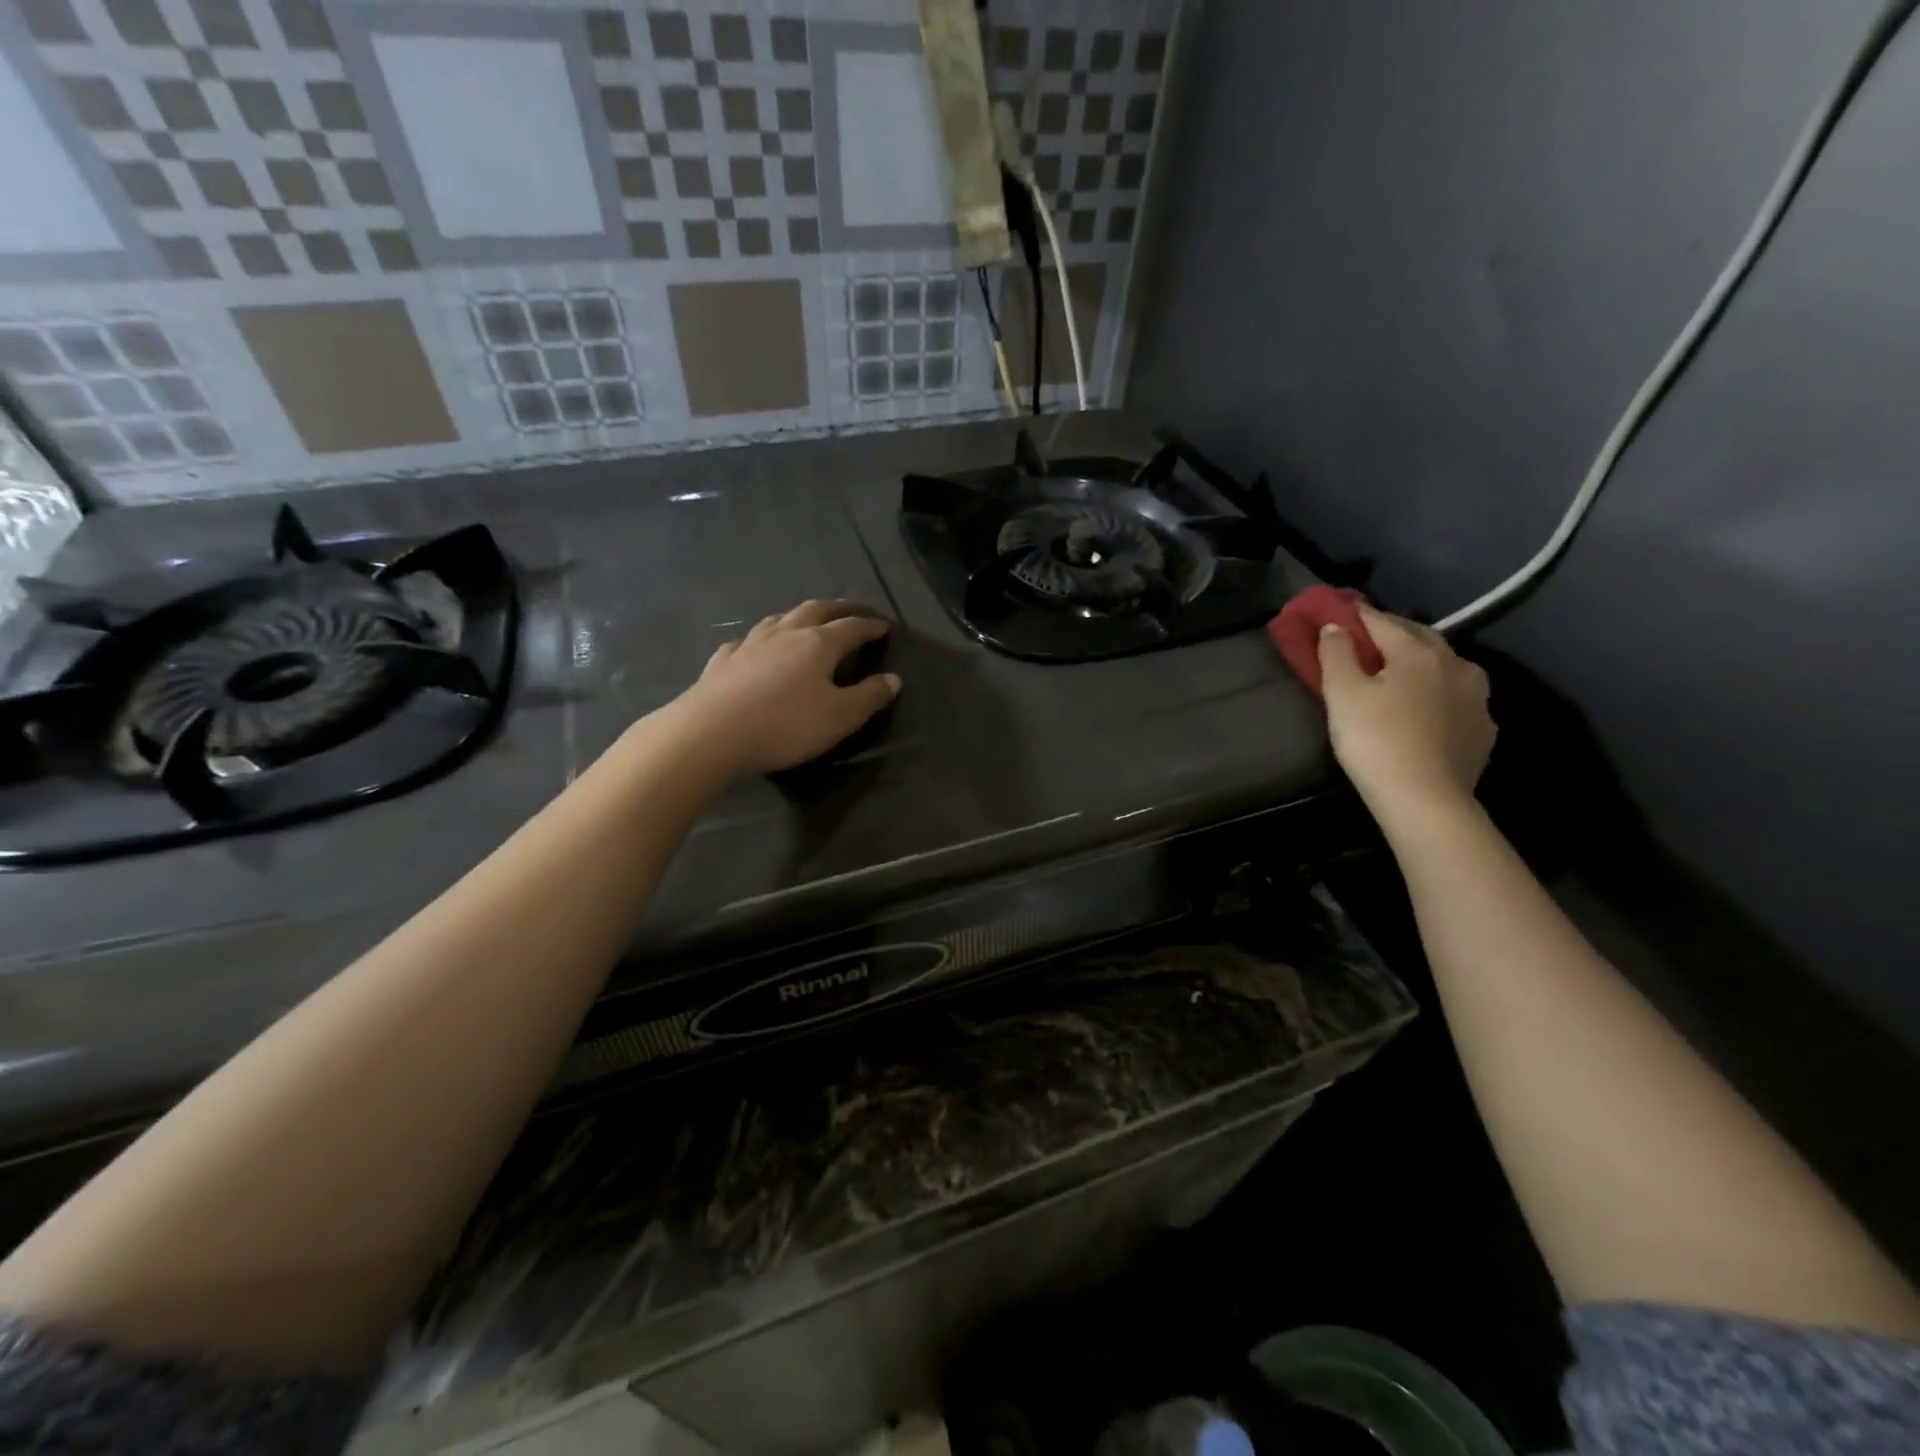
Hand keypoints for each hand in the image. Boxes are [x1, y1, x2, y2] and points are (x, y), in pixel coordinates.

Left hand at [665, 600, 901, 777]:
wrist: (710, 734)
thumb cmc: (785, 725)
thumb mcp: (840, 717)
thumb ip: (869, 697)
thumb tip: (894, 678)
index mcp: (818, 644)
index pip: (852, 627)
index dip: (871, 626)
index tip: (885, 627)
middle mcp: (785, 634)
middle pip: (815, 610)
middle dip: (838, 609)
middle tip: (852, 612)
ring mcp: (749, 645)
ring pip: (778, 619)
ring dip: (798, 616)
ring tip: (806, 621)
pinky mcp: (721, 662)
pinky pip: (745, 642)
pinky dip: (759, 640)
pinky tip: (753, 648)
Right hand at [1318, 606, 1494, 823]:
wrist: (1425, 799)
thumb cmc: (1376, 741)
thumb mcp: (1342, 694)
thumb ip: (1336, 655)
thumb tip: (1335, 627)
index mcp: (1418, 653)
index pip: (1383, 623)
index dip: (1358, 616)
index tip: (1340, 611)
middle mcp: (1455, 665)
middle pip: (1421, 638)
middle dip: (1394, 633)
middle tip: (1369, 637)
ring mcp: (1476, 698)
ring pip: (1448, 666)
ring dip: (1425, 660)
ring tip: (1404, 669)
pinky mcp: (1483, 730)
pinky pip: (1460, 698)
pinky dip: (1440, 693)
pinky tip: (1430, 706)